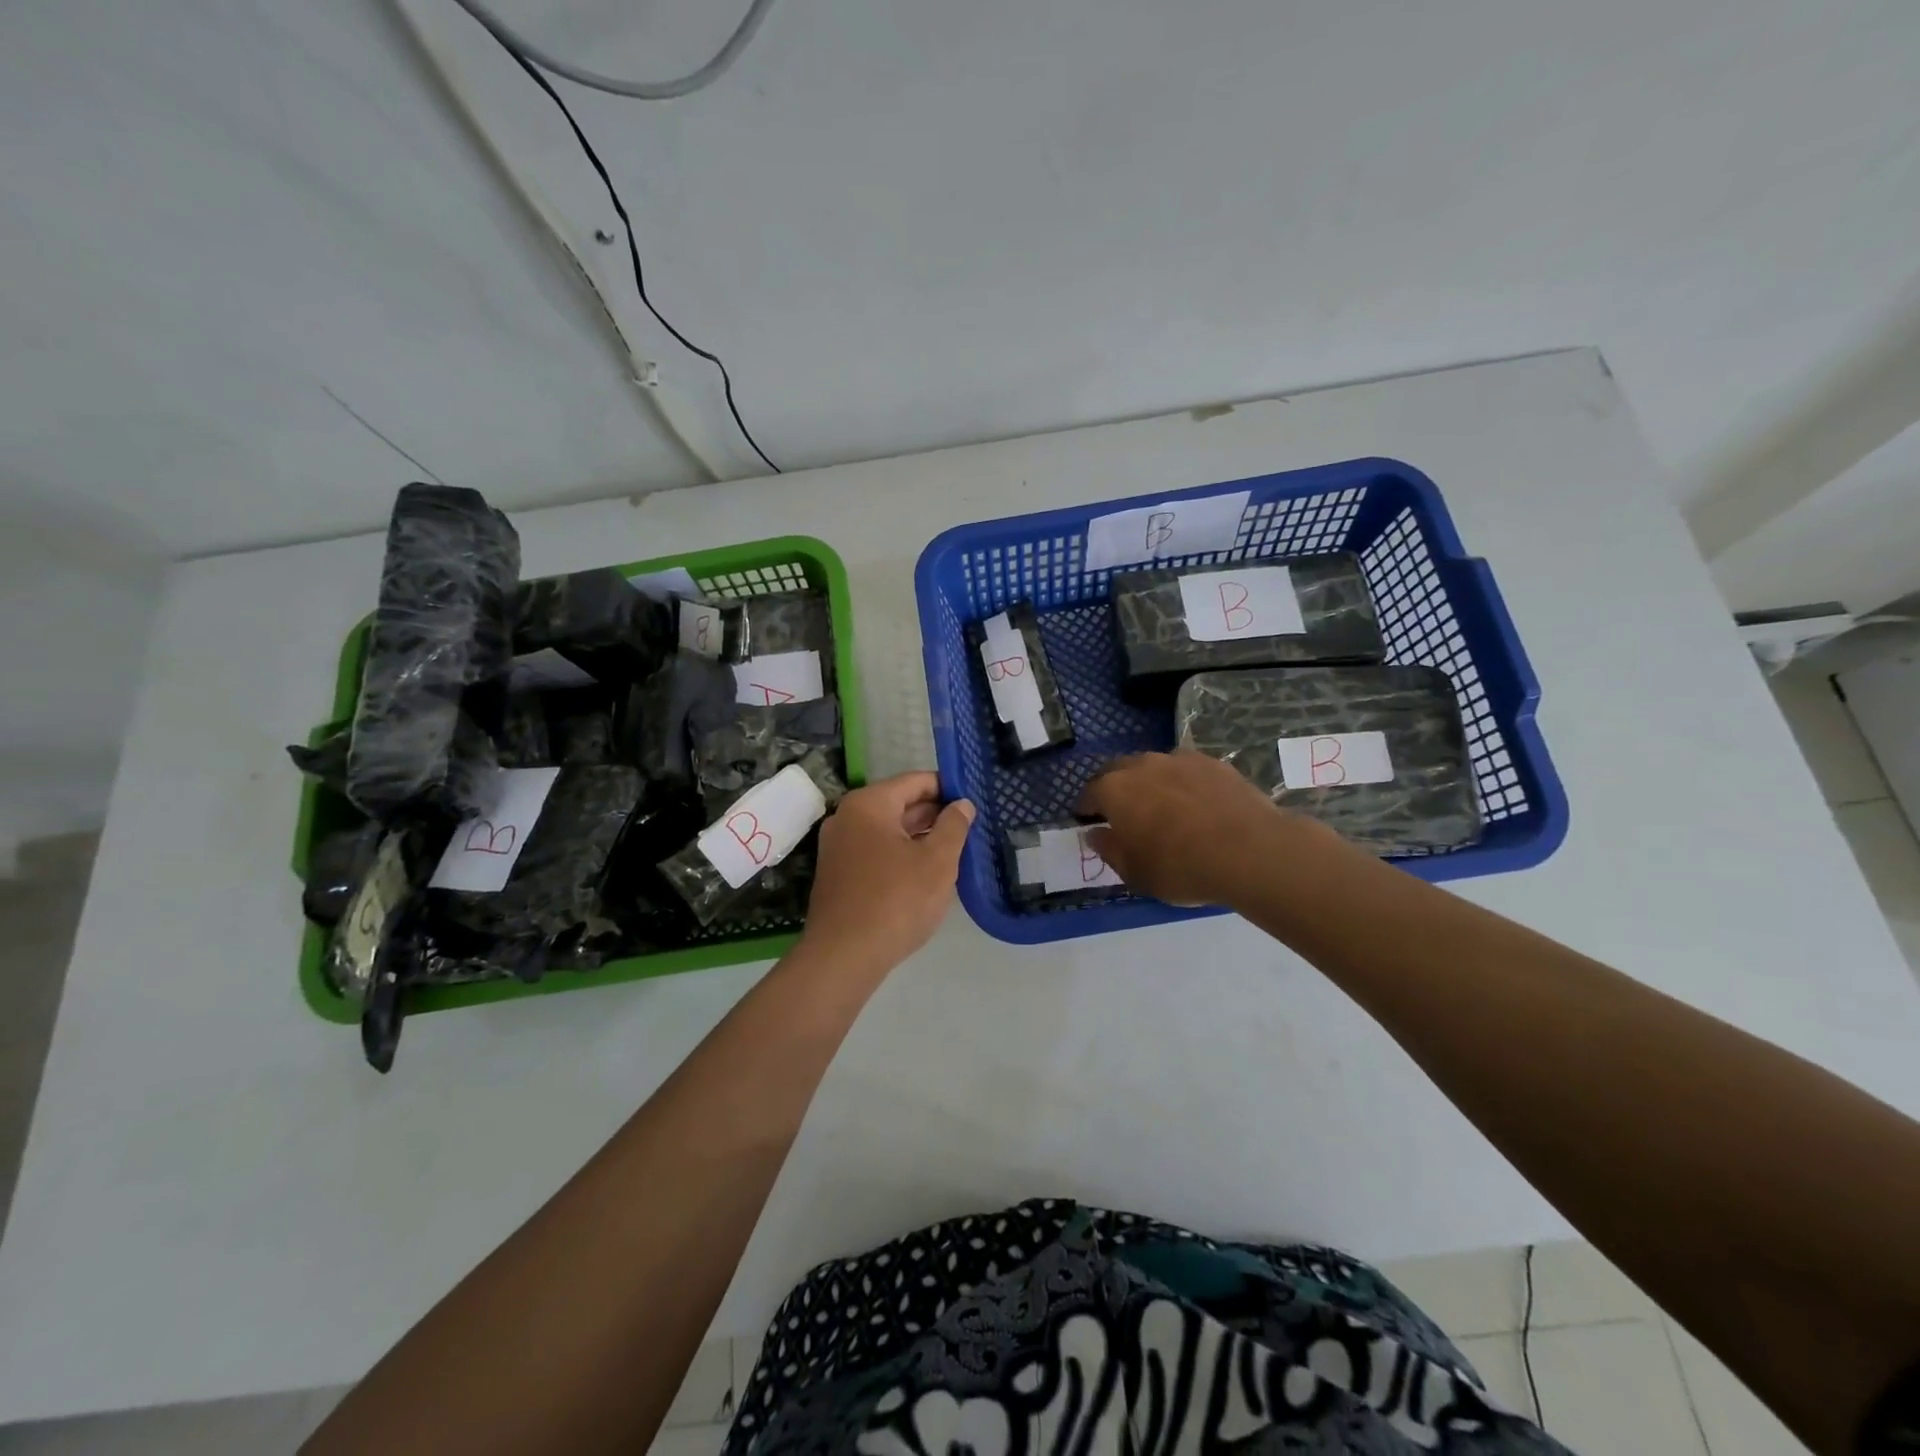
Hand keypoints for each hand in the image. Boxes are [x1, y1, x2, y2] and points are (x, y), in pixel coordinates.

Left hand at [800, 772, 974, 973]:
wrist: (843, 956)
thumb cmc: (896, 901)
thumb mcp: (937, 861)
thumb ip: (954, 826)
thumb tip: (962, 804)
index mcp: (869, 804)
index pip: (915, 781)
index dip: (948, 788)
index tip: (973, 801)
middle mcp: (847, 817)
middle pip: (899, 804)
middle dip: (934, 814)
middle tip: (970, 827)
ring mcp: (838, 846)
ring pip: (888, 830)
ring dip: (919, 837)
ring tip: (954, 850)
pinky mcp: (837, 873)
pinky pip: (875, 851)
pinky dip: (900, 854)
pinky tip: (924, 873)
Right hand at [1078, 750, 1332, 906]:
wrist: (1249, 851)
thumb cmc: (1180, 867)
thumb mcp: (1134, 872)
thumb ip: (1109, 849)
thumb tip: (1095, 833)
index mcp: (1114, 789)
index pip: (1089, 793)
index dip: (1087, 808)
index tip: (1088, 820)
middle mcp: (1142, 765)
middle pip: (1119, 771)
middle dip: (1116, 788)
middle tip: (1123, 812)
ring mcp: (1180, 759)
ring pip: (1155, 767)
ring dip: (1151, 782)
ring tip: (1163, 807)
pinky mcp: (1214, 763)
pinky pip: (1188, 770)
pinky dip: (1184, 783)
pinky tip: (1197, 805)